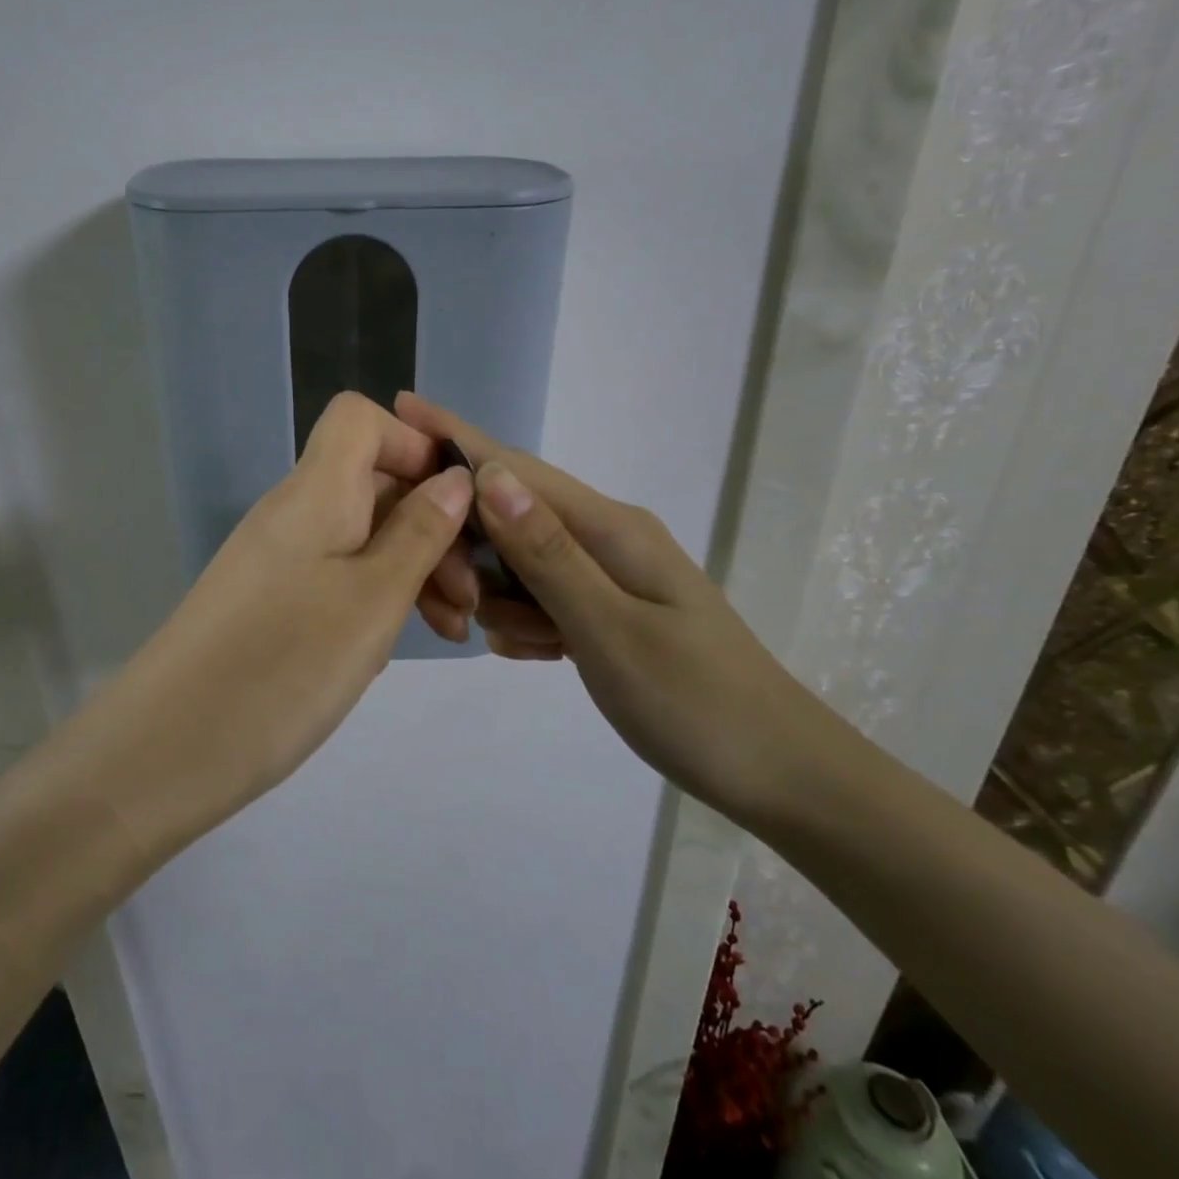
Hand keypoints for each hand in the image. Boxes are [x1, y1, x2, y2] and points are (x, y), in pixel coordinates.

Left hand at [85, 393, 473, 847]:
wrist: (164, 751)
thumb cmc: (283, 667)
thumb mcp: (373, 601)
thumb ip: (419, 534)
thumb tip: (453, 479)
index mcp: (315, 492)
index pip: (360, 419)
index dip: (412, 445)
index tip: (456, 504)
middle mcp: (292, 512)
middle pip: (371, 482)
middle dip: (431, 525)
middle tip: (468, 598)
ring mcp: (277, 559)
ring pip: (359, 536)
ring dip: (411, 569)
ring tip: (448, 630)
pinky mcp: (269, 602)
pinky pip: (335, 575)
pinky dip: (375, 596)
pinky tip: (396, 642)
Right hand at [394, 393, 842, 821]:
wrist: (778, 773)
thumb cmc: (695, 703)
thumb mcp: (610, 630)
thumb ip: (547, 554)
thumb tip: (489, 475)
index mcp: (609, 528)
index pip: (515, 468)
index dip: (455, 438)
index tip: (401, 406)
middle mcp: (604, 536)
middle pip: (508, 516)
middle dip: (472, 555)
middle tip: (460, 613)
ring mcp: (606, 572)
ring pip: (518, 563)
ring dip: (502, 599)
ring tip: (530, 647)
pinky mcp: (605, 607)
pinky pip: (540, 597)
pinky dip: (527, 622)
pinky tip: (541, 655)